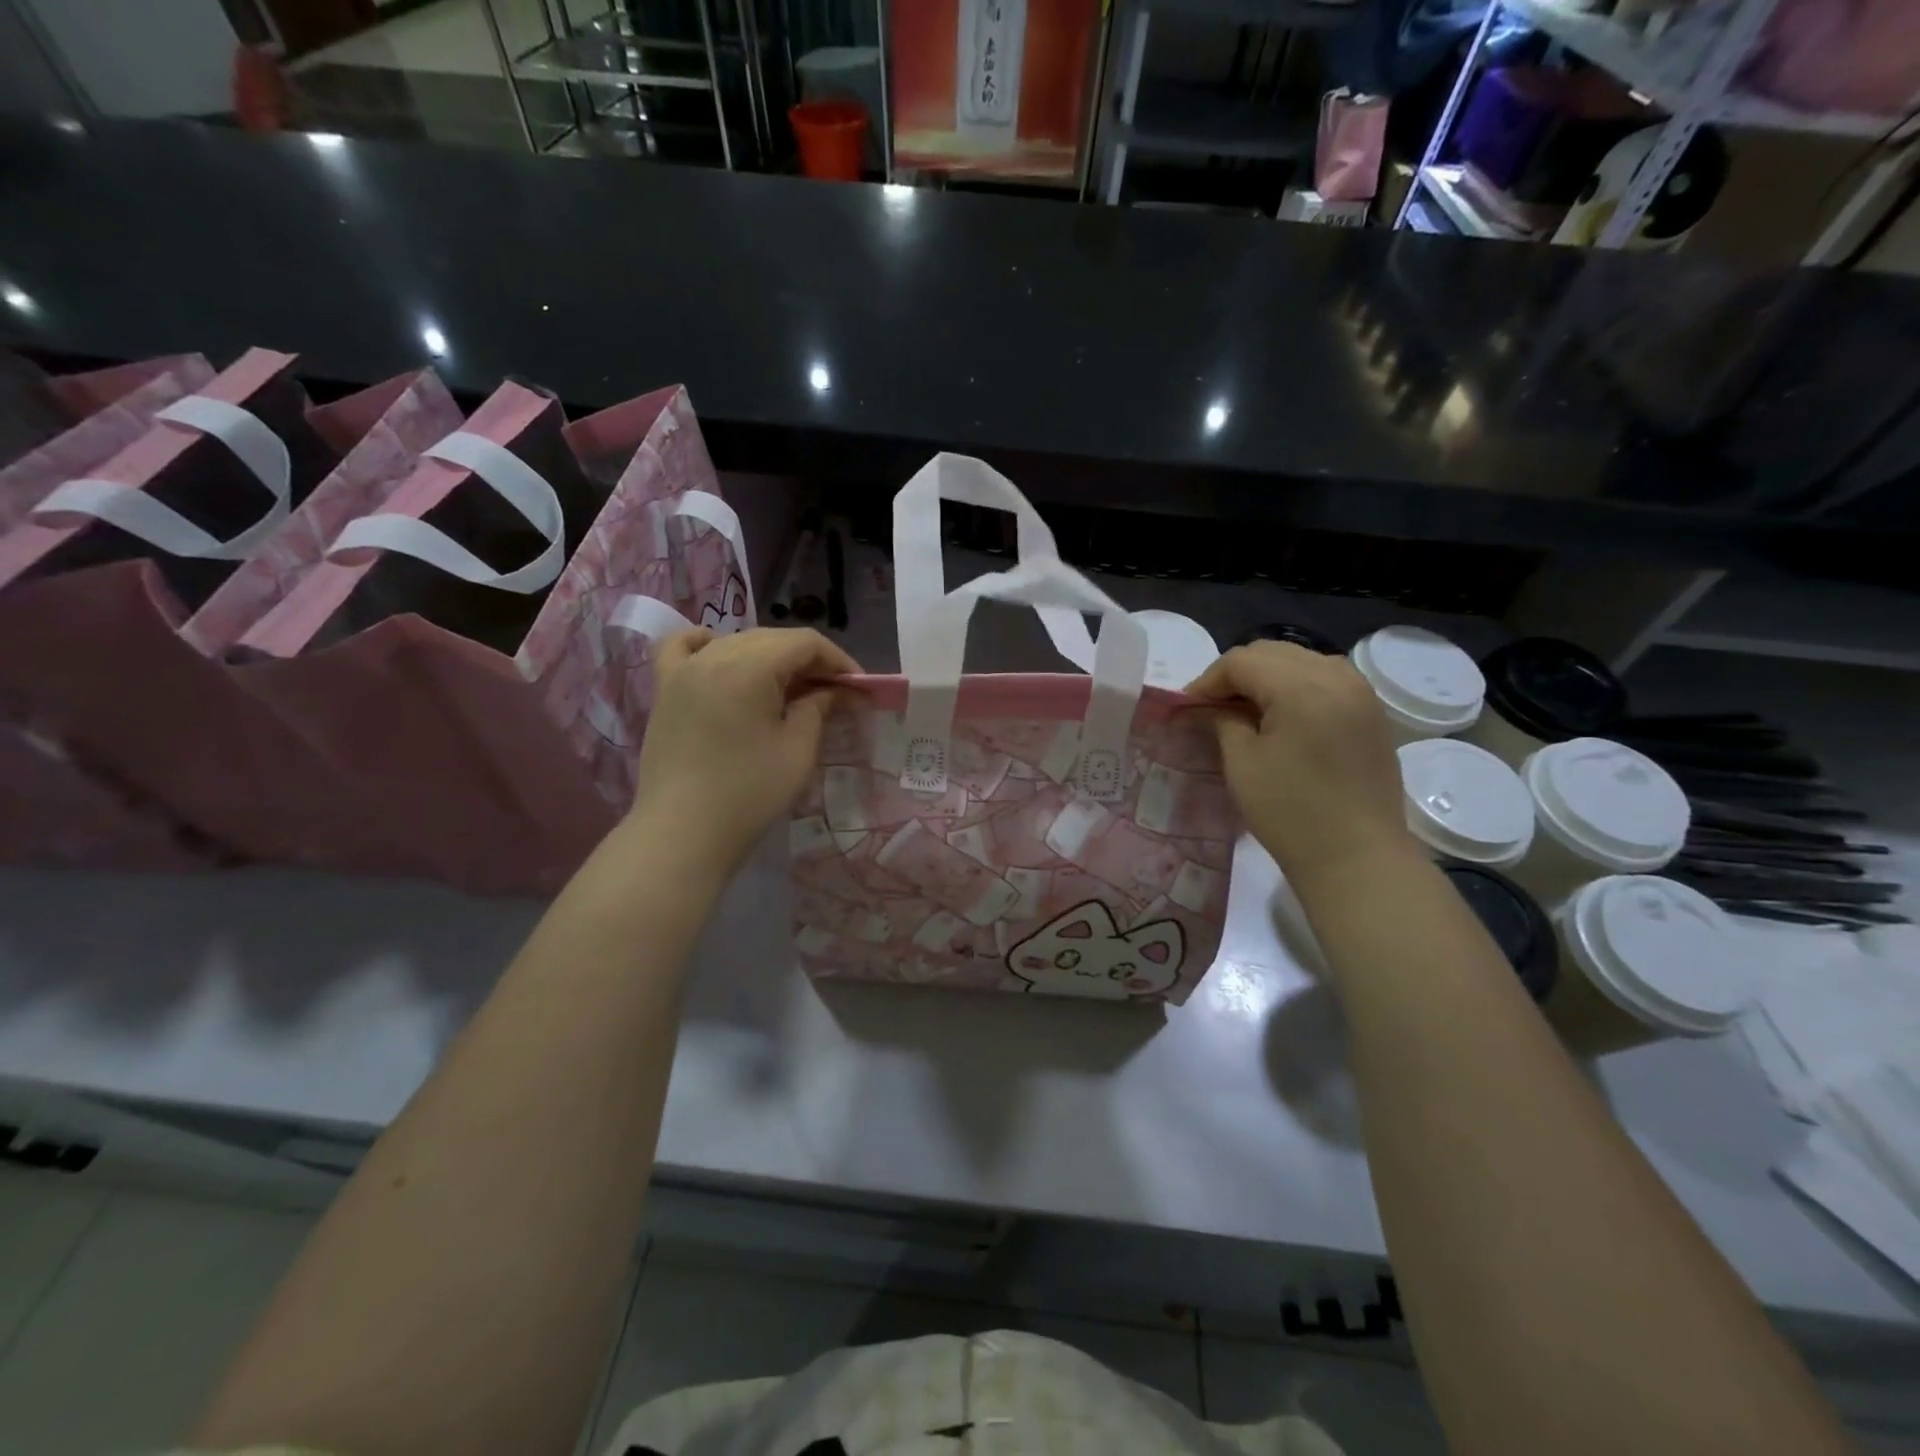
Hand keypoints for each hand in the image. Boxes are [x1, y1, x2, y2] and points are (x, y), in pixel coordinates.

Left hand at [628, 627, 858, 878]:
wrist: (682, 833)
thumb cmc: (749, 793)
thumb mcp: (798, 750)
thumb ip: (819, 708)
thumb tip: (835, 690)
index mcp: (750, 665)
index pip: (805, 642)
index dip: (838, 660)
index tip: (858, 688)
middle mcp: (714, 654)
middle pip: (772, 639)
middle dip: (808, 661)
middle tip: (833, 694)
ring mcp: (684, 670)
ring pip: (736, 642)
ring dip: (769, 657)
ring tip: (788, 689)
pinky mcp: (665, 690)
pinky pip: (682, 647)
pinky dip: (707, 644)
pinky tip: (719, 655)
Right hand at [1185, 642, 1416, 887]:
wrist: (1357, 858)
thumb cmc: (1290, 812)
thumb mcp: (1242, 763)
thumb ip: (1221, 722)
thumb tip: (1204, 707)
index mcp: (1302, 687)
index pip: (1242, 661)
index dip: (1208, 680)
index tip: (1187, 708)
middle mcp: (1337, 677)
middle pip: (1273, 653)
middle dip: (1236, 674)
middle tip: (1210, 708)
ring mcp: (1360, 693)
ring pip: (1301, 661)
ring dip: (1267, 677)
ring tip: (1245, 710)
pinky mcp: (1371, 712)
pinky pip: (1326, 679)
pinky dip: (1296, 686)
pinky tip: (1281, 717)